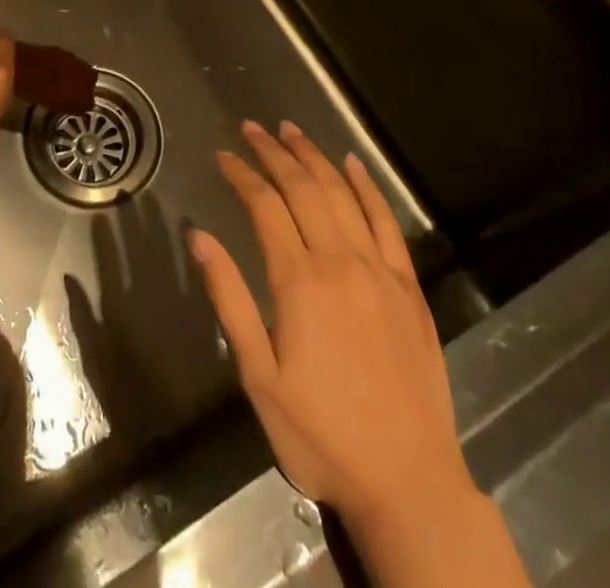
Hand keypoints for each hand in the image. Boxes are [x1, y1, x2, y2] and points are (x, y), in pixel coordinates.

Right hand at [187, 120, 477, 535]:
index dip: (241, 175)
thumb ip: (229, 299)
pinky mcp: (408, 286)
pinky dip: (367, 187)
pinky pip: (386, 222)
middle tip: (251, 127)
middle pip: (303, 188)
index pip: (264, 206)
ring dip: (314, 157)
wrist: (410, 482)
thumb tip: (198, 237)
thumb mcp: (259, 376)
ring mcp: (380, 270)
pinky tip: (353, 165)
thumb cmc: (321, 434)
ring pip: (342, 193)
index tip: (223, 155)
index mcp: (299, 281)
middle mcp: (340, 261)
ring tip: (291, 131)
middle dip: (273, 152)